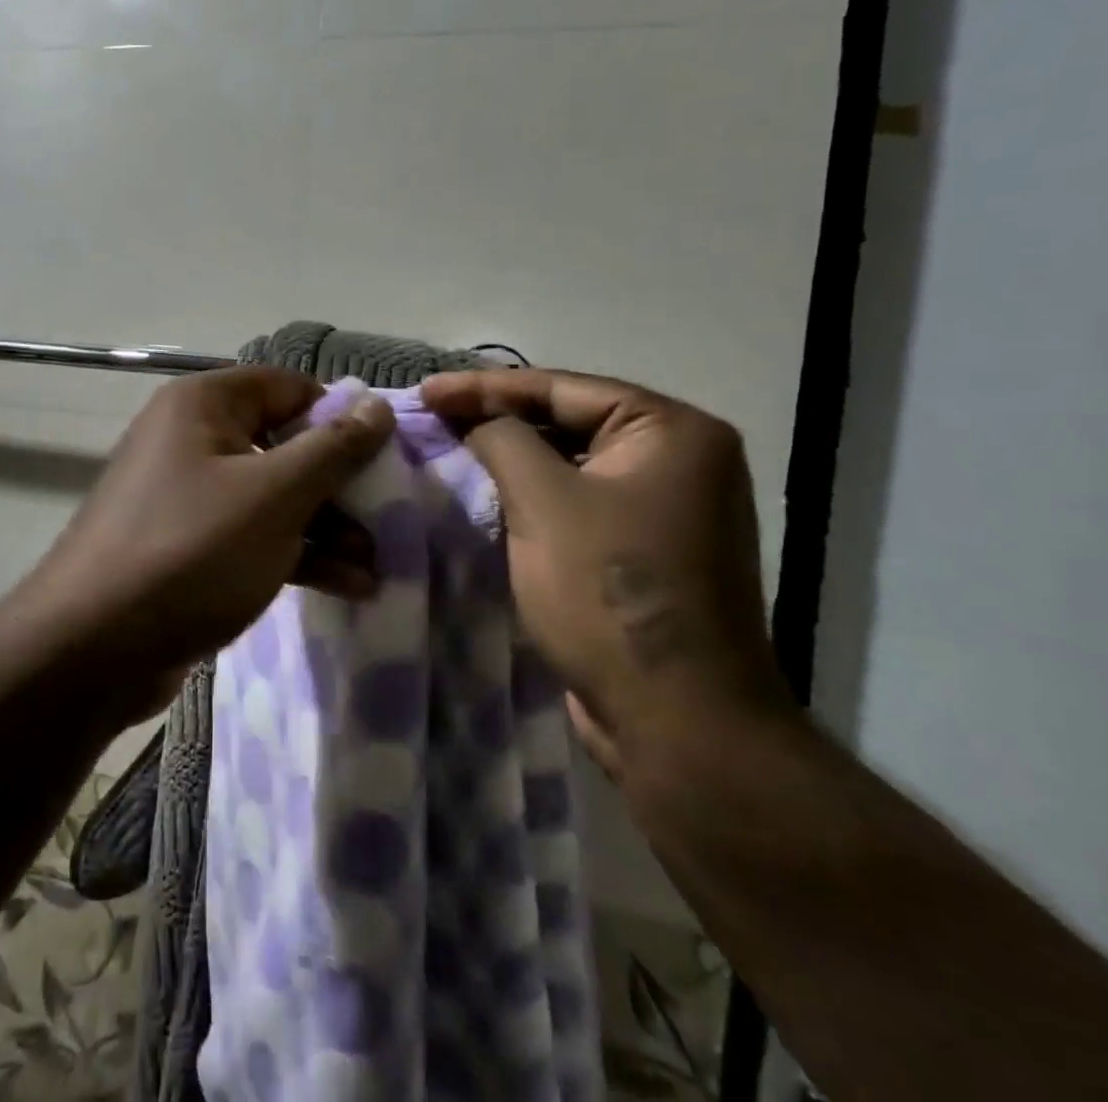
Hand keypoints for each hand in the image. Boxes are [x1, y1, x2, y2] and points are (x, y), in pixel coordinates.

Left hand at [17, 367, 395, 682]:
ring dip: (326, 527)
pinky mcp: (188, 547)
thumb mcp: (275, 496)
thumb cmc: (191, 551)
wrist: (92, 649)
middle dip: (339, 486)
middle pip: (284, 444)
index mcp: (203, 405)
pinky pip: (252, 535)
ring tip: (376, 565)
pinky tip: (347, 586)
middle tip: (388, 521)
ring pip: (272, 496)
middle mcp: (192, 439)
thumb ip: (333, 449)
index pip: (288, 387)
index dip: (339, 417)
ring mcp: (187, 495)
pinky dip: (296, 554)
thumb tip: (377, 406)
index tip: (384, 457)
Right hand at [421, 368, 793, 780]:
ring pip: (572, 464)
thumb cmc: (609, 592)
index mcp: (673, 432)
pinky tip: (489, 492)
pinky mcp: (648, 550)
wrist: (676, 720)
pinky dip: (535, 494)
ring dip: (513, 457)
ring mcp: (668, 508)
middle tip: (435, 415)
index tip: (426, 390)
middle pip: (570, 421)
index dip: (485, 387)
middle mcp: (681, 459)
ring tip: (451, 446)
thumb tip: (475, 419)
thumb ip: (502, 440)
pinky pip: (581, 502)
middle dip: (498, 418)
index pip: (562, 388)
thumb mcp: (543, 501)